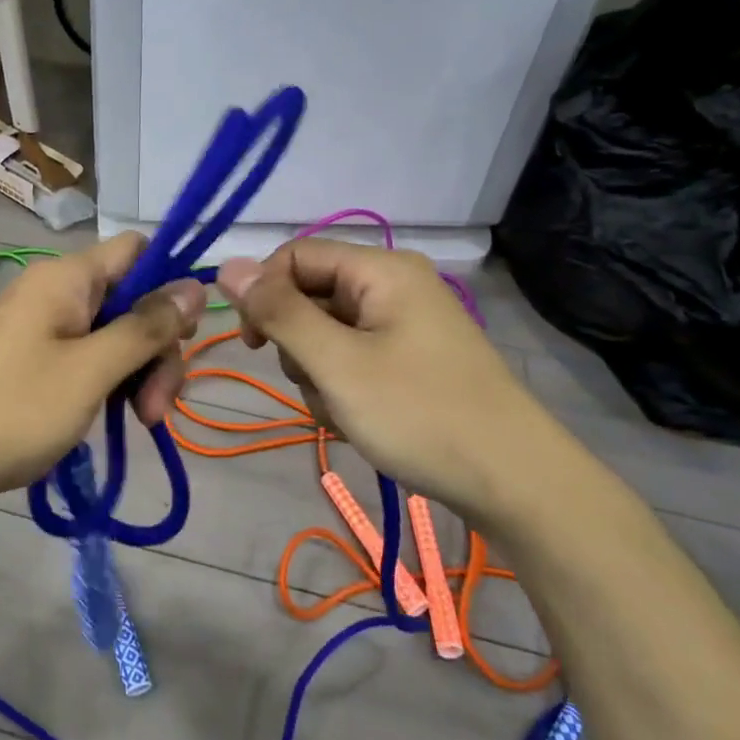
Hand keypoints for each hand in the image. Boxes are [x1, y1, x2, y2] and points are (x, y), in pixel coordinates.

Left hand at [0, 233, 204, 518]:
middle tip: (157, 410)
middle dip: (155, 350)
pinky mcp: (32, 361)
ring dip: (135, 375)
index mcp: (69, 277)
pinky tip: (110, 421)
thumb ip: (146, 328)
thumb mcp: (91, 371)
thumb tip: (197, 283)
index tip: (183, 337)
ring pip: (112, 336)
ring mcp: (42, 328)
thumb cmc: (9, 409)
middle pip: (131, 300)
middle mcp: (57, 292)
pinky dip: (106, 386)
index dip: (170, 283)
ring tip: (137, 425)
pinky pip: (86, 359)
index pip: (138, 250)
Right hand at [216, 239, 556, 521]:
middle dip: (299, 346)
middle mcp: (393, 286)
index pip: (295, 255)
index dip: (265, 293)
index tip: (255, 345)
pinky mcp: (410, 359)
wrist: (513, 483)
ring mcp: (404, 325)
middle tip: (320, 386)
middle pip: (310, 296)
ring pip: (326, 335)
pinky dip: (343, 389)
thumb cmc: (419, 414)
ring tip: (346, 412)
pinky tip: (361, 422)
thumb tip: (227, 266)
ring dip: (319, 375)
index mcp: (381, 270)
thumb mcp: (337, 363)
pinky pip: (352, 359)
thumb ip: (279, 313)